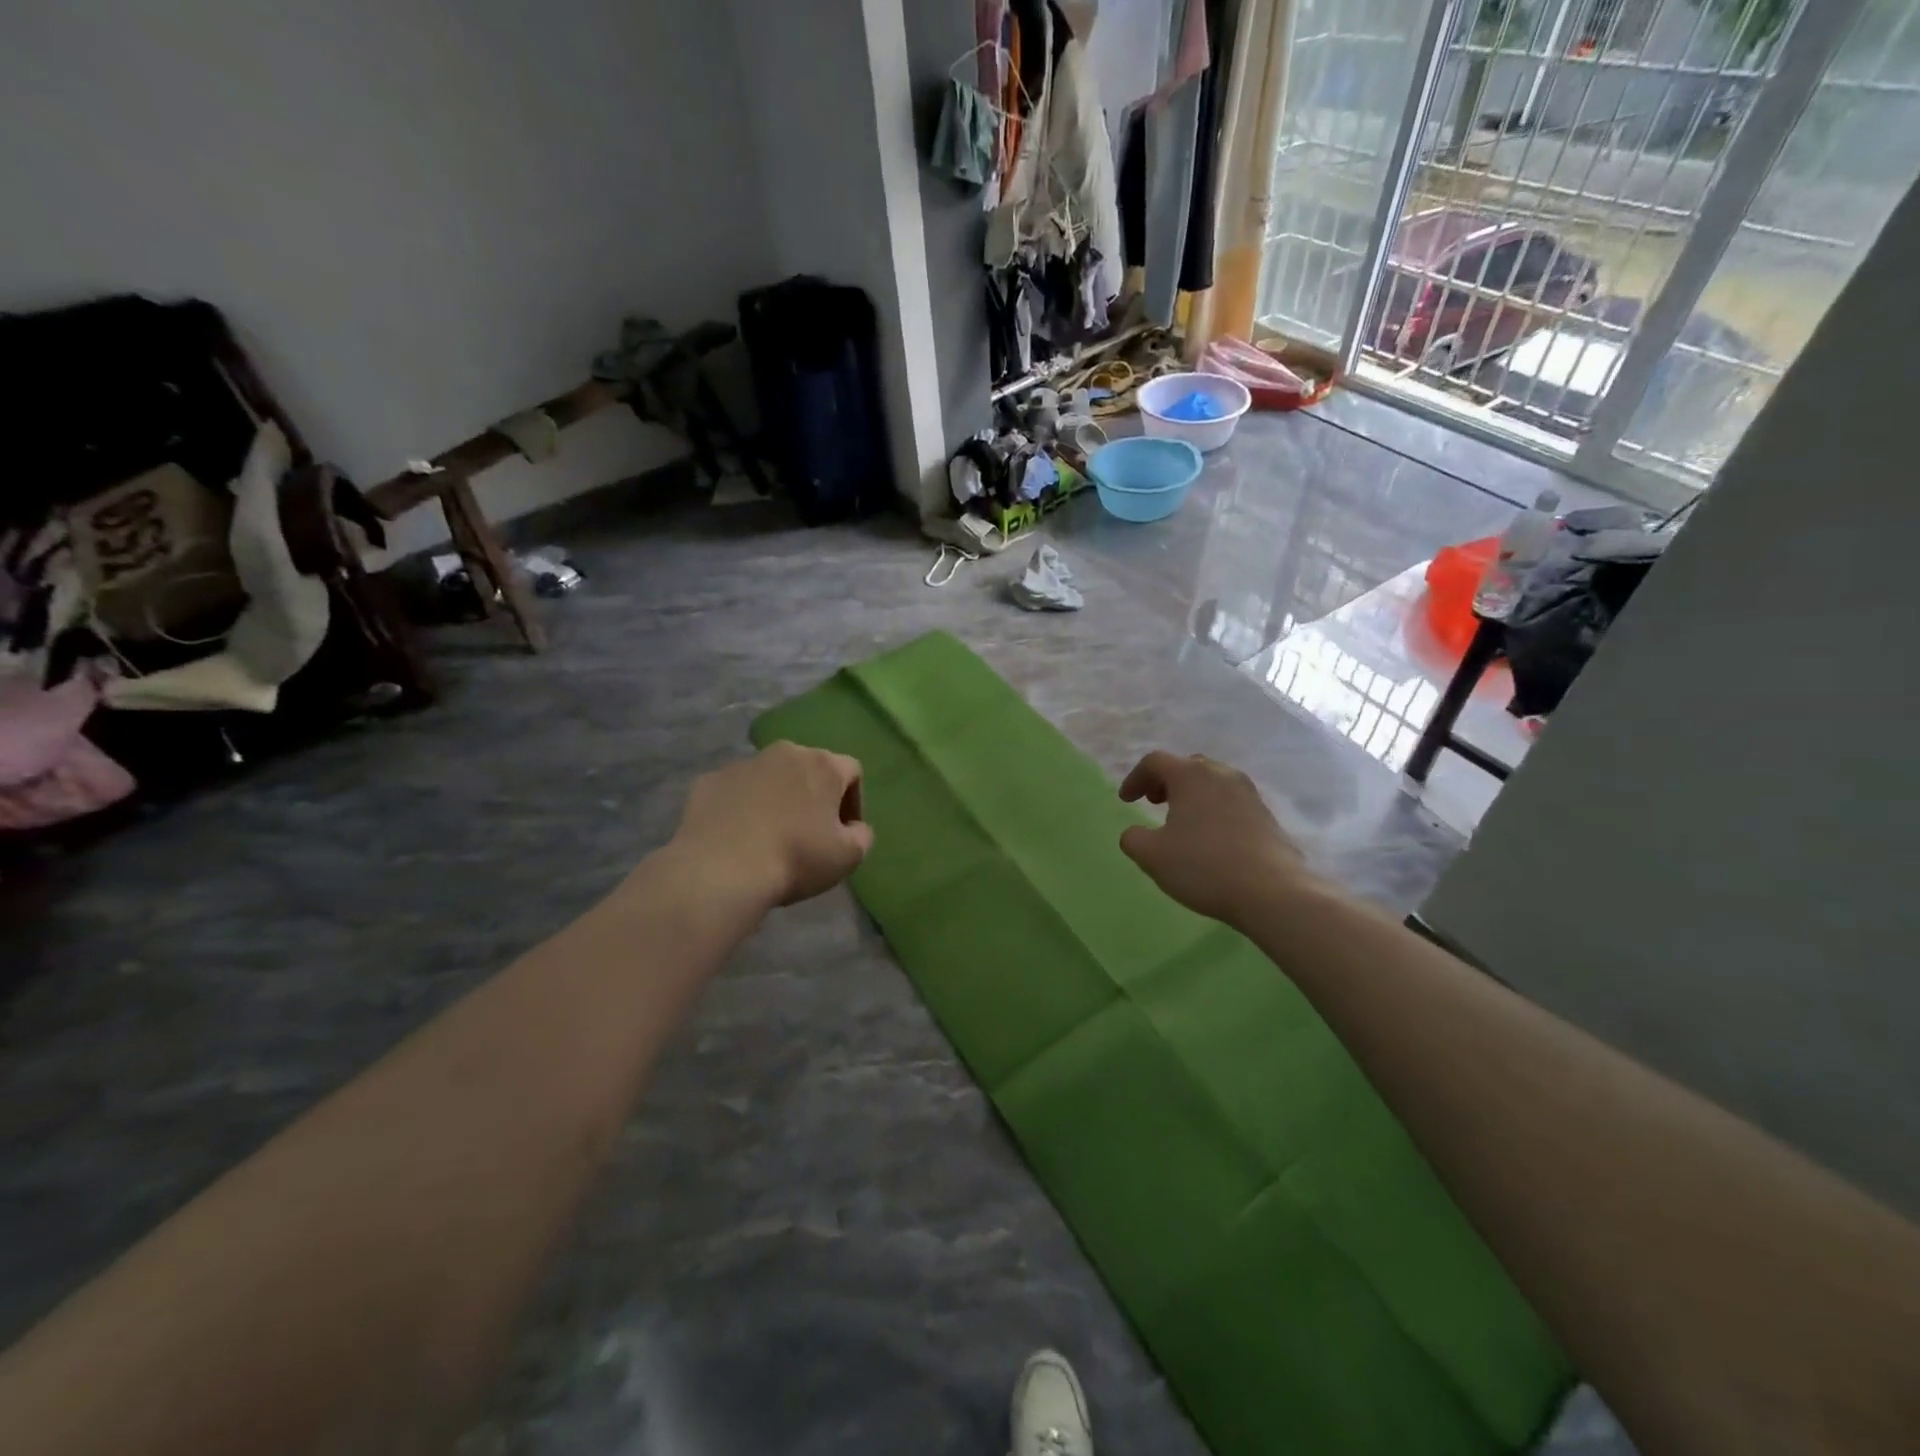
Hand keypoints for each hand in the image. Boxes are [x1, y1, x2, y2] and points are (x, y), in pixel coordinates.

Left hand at [670, 742, 873, 909]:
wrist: (720, 870)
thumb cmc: (795, 858)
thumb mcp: (848, 857)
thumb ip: (862, 835)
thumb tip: (853, 828)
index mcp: (823, 765)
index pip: (851, 771)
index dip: (853, 802)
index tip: (844, 832)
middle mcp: (784, 753)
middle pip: (809, 768)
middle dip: (813, 795)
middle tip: (809, 833)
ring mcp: (743, 764)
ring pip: (770, 777)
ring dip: (776, 799)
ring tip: (770, 836)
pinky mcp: (709, 781)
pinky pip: (735, 791)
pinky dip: (741, 807)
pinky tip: (738, 837)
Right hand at [1118, 751, 1313, 926]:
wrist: (1272, 892)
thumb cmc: (1204, 867)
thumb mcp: (1152, 856)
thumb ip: (1133, 839)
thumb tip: (1135, 833)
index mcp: (1191, 776)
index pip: (1155, 762)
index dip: (1135, 778)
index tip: (1126, 800)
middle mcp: (1222, 774)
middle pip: (1187, 766)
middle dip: (1166, 781)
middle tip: (1154, 802)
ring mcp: (1249, 793)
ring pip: (1212, 782)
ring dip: (1192, 794)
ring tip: (1182, 820)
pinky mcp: (1266, 815)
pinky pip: (1231, 801)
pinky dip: (1213, 809)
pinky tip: (1210, 837)